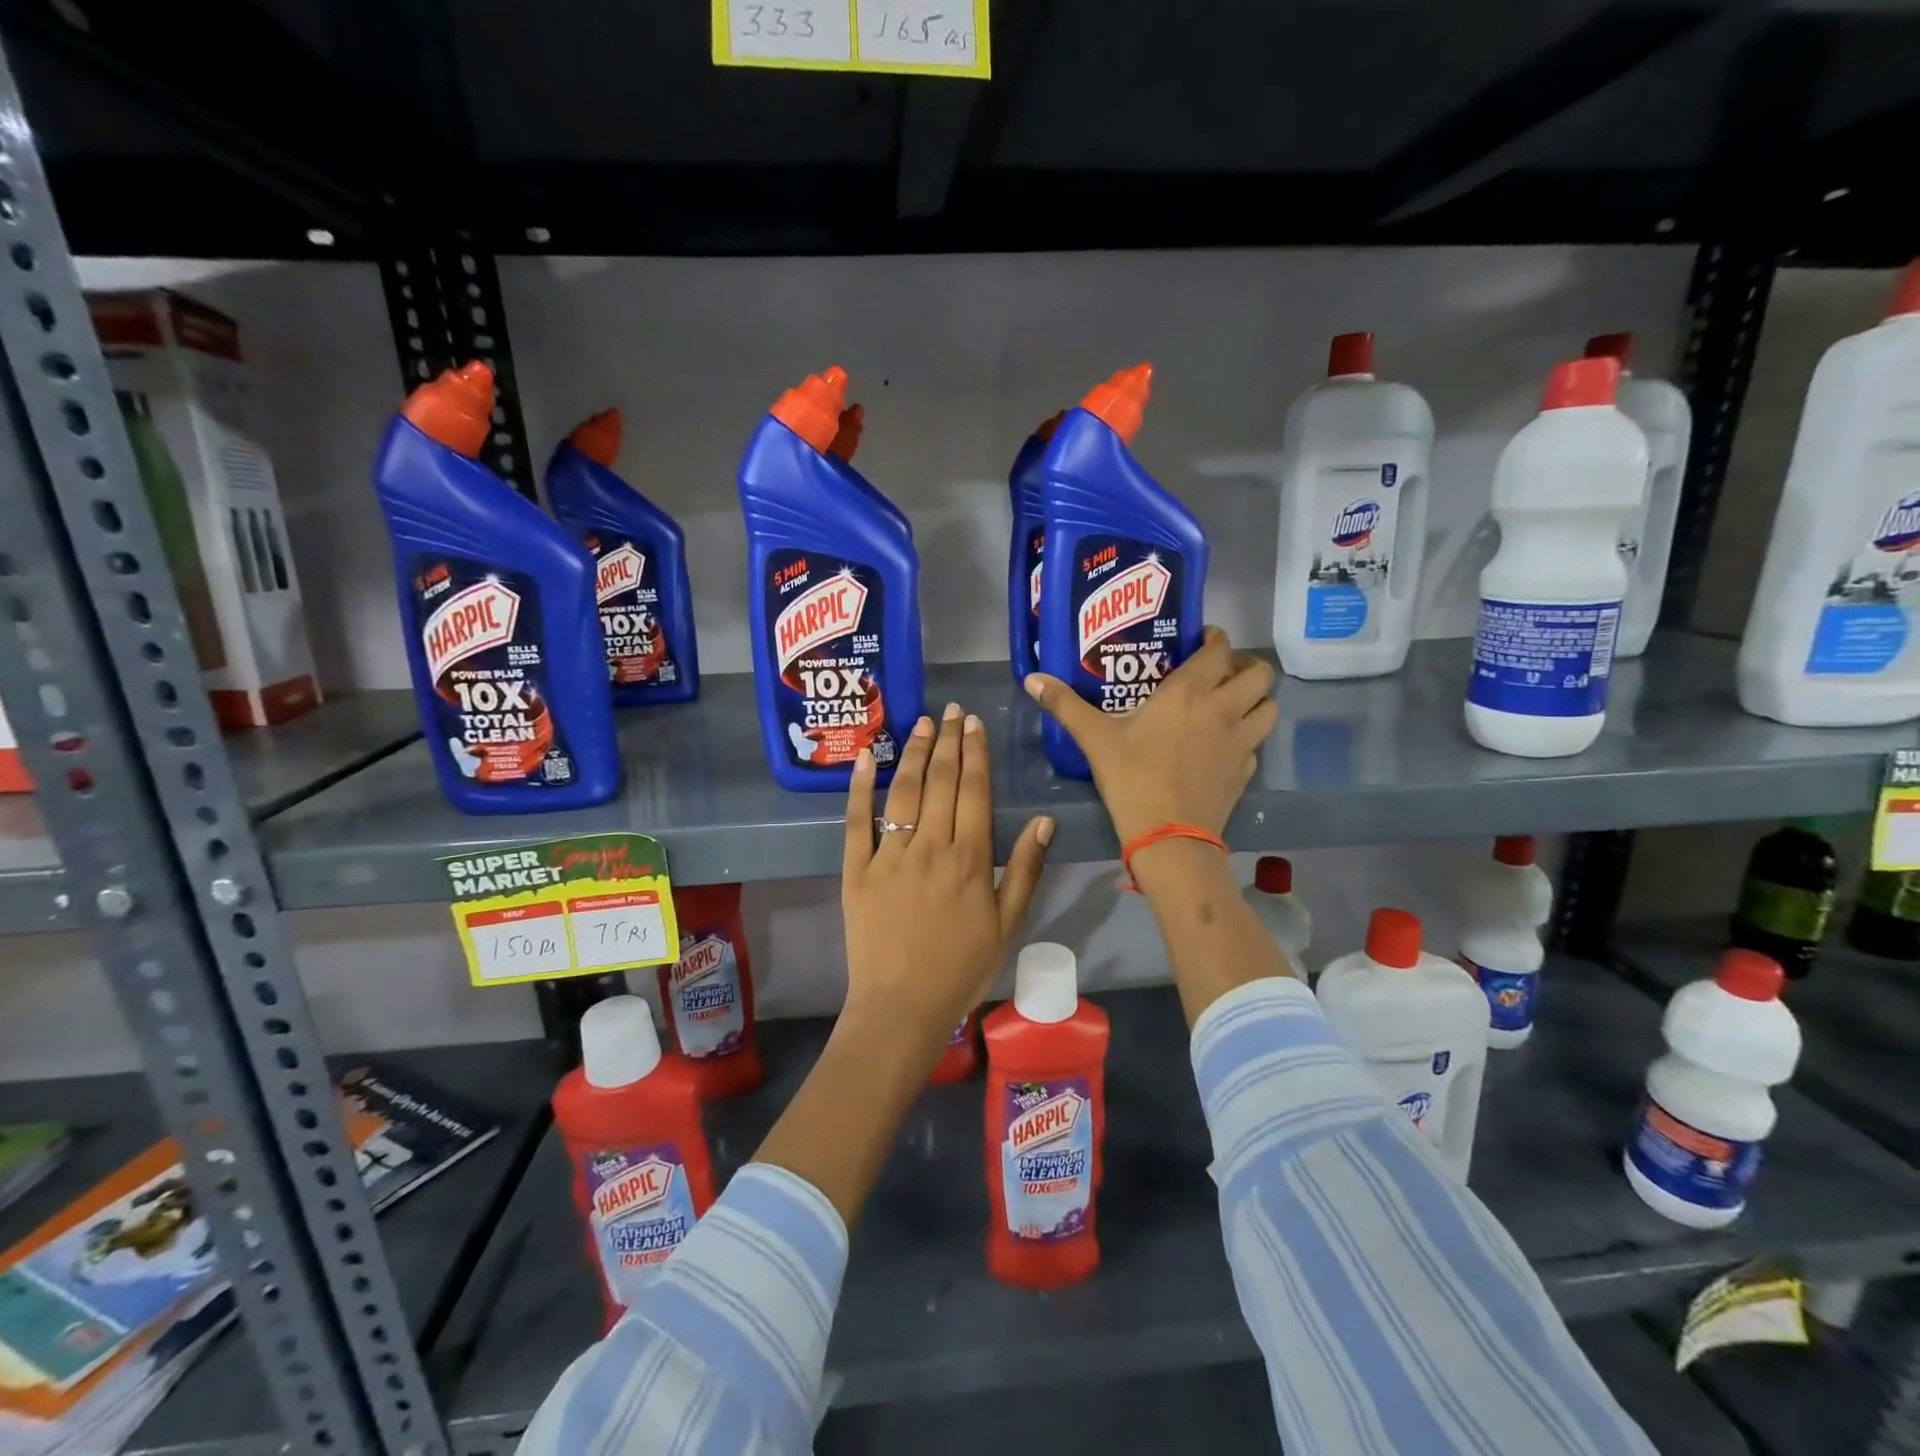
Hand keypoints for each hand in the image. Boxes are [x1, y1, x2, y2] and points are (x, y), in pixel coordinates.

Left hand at [841, 702, 1053, 1063]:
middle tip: (951, 710)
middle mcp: (930, 845)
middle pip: (940, 781)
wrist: (902, 1006)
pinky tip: (862, 758)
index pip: (974, 791)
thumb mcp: (1008, 924)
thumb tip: (1046, 821)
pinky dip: (858, 787)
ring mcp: (889, 855)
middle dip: (948, 741)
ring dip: (912, 752)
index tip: (974, 723)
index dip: (975, 753)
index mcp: (970, 858)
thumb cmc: (962, 968)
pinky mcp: (857, 869)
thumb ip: (1026, 870)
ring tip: (921, 723)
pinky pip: (856, 820)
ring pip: (903, 791)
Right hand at [1024, 626, 1277, 842]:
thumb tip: (1031, 679)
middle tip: (1220, 672)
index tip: (1202, 640)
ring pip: (1269, 706)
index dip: (1216, 638)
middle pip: (1259, 673)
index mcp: (1189, 692)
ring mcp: (1241, 741)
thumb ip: (1065, 705)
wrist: (1169, 837)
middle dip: (1244, 666)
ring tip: (1232, 703)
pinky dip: (1247, 735)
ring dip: (1255, 699)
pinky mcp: (1246, 770)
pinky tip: (1224, 744)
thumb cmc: (1131, 778)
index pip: (1220, 649)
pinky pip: (1257, 742)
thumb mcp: (1095, 739)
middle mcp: (1223, 709)